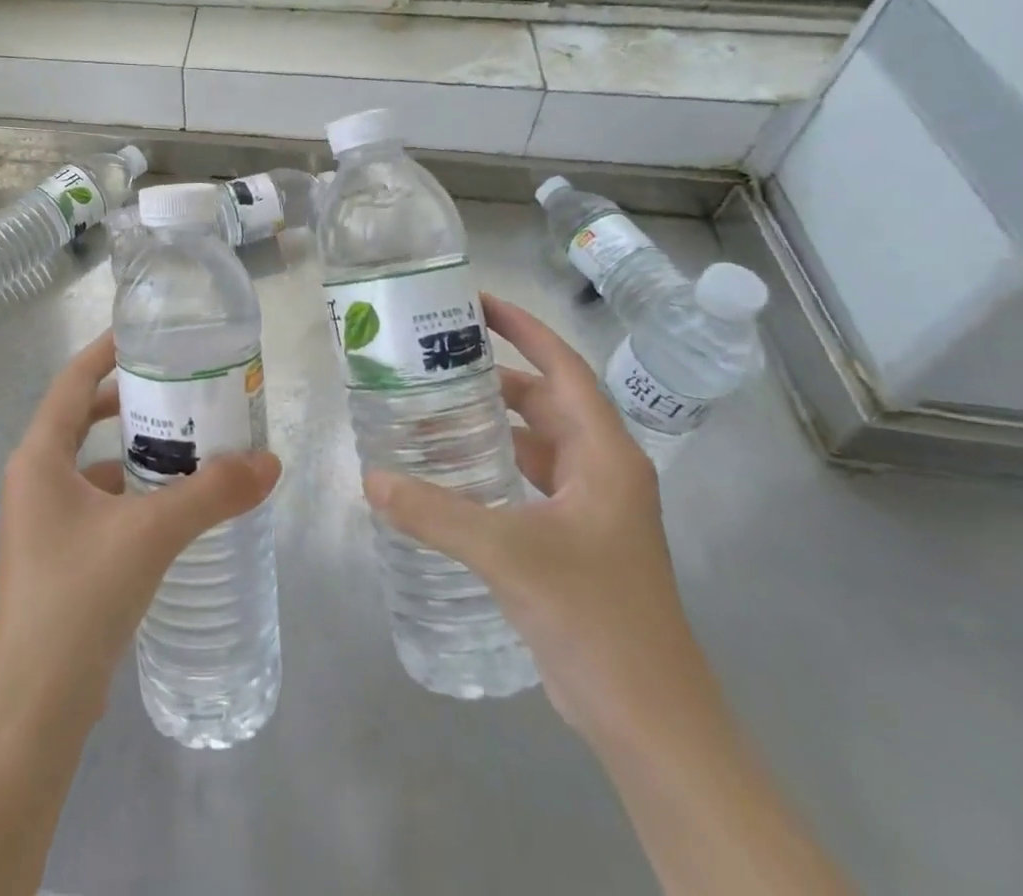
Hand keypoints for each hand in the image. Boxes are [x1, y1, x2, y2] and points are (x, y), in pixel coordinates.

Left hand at [0, 329, 282, 729]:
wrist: (35, 706)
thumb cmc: (79, 597)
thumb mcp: (150, 533)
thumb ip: (212, 494)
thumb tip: (269, 462)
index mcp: (39, 457)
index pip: (72, 380)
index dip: (106, 352)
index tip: (148, 335)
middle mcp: (34, 479)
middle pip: (82, 418)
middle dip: (130, 402)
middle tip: (183, 390)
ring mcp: (43, 521)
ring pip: (93, 465)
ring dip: (135, 451)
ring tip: (190, 444)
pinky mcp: (58, 556)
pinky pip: (99, 503)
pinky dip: (133, 494)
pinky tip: (173, 507)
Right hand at [363, 294, 701, 742]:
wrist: (650, 719)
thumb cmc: (596, 618)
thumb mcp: (510, 555)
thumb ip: (437, 513)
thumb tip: (372, 478)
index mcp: (604, 454)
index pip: (563, 368)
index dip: (523, 329)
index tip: (476, 303)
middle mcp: (601, 469)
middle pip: (544, 401)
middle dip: (493, 376)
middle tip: (433, 358)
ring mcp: (589, 506)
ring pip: (534, 443)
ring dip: (489, 424)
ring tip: (429, 408)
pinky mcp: (573, 538)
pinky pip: (526, 480)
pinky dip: (490, 466)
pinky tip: (448, 473)